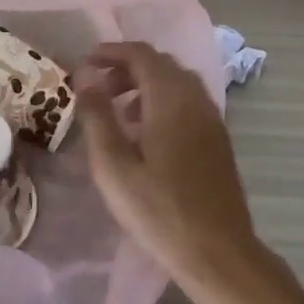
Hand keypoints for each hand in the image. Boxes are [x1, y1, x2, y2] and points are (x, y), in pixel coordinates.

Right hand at [76, 41, 258, 289]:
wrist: (219, 252)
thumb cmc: (159, 209)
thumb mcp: (114, 166)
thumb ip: (97, 116)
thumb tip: (85, 77)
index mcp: (170, 96)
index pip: (141, 53)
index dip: (112, 51)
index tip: (86, 62)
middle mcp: (195, 96)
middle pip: (160, 64)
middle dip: (127, 67)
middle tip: (99, 90)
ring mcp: (211, 116)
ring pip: (176, 82)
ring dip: (146, 85)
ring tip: (119, 112)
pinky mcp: (218, 137)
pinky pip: (188, 101)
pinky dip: (163, 101)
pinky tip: (147, 134)